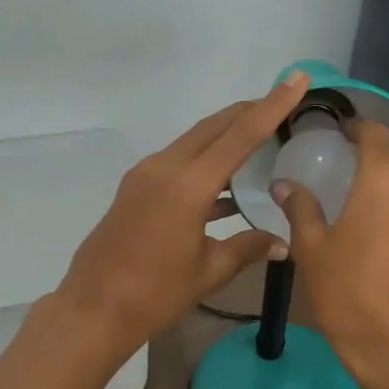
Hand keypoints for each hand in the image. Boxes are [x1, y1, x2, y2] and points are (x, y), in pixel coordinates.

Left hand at [56, 72, 311, 353]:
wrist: (93, 309)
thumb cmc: (155, 293)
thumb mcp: (209, 271)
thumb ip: (248, 248)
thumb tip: (283, 243)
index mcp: (188, 184)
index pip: (240, 135)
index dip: (271, 105)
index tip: (294, 79)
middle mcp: (165, 167)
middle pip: (214, 127)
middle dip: (248, 112)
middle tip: (281, 104)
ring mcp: (145, 175)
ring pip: (194, 142)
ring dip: (225, 136)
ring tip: (260, 139)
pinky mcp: (136, 188)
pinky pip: (178, 162)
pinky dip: (205, 163)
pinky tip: (226, 185)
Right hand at [273, 120, 388, 388]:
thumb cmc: (349, 295)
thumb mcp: (312, 250)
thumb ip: (300, 208)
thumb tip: (284, 184)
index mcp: (384, 180)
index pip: (374, 133)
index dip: (356, 127)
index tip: (339, 133)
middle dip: (377, 154)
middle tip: (349, 169)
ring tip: (368, 202)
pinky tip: (388, 233)